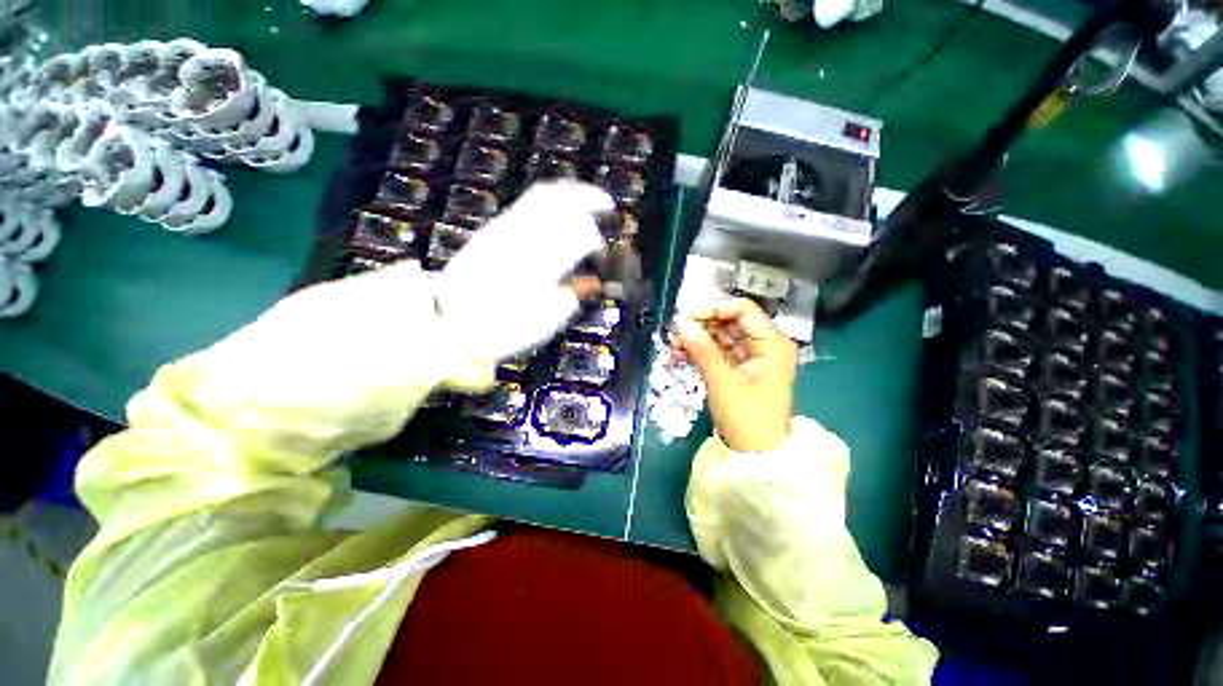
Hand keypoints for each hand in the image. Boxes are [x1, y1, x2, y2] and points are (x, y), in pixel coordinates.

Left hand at [434, 181, 612, 364]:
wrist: (453, 324)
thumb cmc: (504, 329)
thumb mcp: (545, 320)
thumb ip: (573, 294)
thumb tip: (595, 282)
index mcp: (539, 263)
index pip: (577, 236)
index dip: (597, 242)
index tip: (604, 256)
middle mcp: (523, 237)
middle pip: (561, 203)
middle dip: (589, 199)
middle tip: (608, 206)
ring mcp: (505, 228)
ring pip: (542, 196)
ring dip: (570, 193)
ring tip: (589, 199)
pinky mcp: (493, 228)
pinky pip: (527, 203)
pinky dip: (551, 200)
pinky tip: (561, 209)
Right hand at [672, 298, 796, 452]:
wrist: (758, 457)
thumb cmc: (747, 417)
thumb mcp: (722, 381)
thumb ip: (702, 349)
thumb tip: (681, 323)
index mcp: (772, 343)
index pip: (743, 310)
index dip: (713, 308)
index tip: (686, 317)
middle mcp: (765, 345)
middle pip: (731, 322)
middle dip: (702, 325)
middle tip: (676, 333)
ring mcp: (754, 358)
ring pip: (723, 337)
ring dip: (699, 339)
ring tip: (675, 346)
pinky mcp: (742, 370)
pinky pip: (720, 352)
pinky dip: (703, 352)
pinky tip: (683, 354)